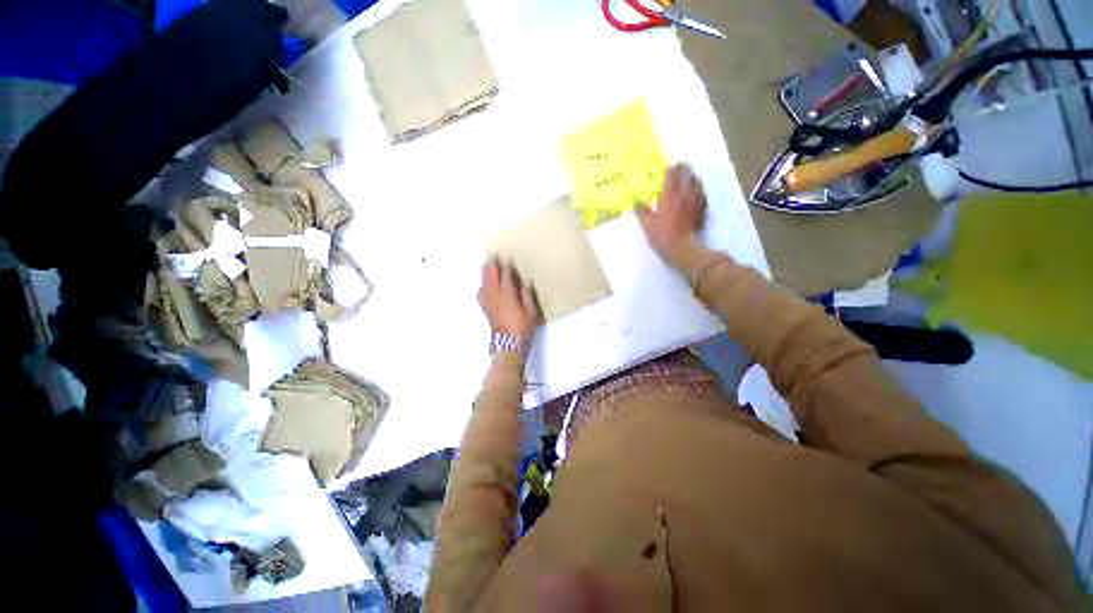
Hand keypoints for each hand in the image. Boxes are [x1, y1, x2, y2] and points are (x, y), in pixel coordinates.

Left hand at [478, 260, 540, 339]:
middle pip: (490, 275)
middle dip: (493, 265)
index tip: (508, 258)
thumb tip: (523, 282)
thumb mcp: (531, 310)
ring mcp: (488, 301)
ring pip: (483, 282)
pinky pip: (481, 292)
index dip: (507, 266)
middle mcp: (495, 295)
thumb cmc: (522, 326)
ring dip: (486, 273)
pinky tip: (484, 284)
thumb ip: (527, 294)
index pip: (506, 275)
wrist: (509, 343)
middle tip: (495, 256)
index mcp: (508, 294)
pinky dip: (482, 285)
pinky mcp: (485, 307)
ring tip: (488, 266)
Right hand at [636, 164, 707, 270]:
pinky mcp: (703, 209)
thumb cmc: (663, 236)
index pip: (672, 175)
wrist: (684, 248)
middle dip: (683, 169)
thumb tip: (636, 202)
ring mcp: (696, 200)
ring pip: (697, 182)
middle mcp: (685, 194)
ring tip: (688, 176)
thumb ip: (642, 211)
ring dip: (692, 177)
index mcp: (670, 195)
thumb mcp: (647, 225)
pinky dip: (699, 189)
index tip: (668, 168)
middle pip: (687, 175)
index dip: (670, 170)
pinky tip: (696, 192)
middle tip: (680, 167)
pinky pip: (702, 193)